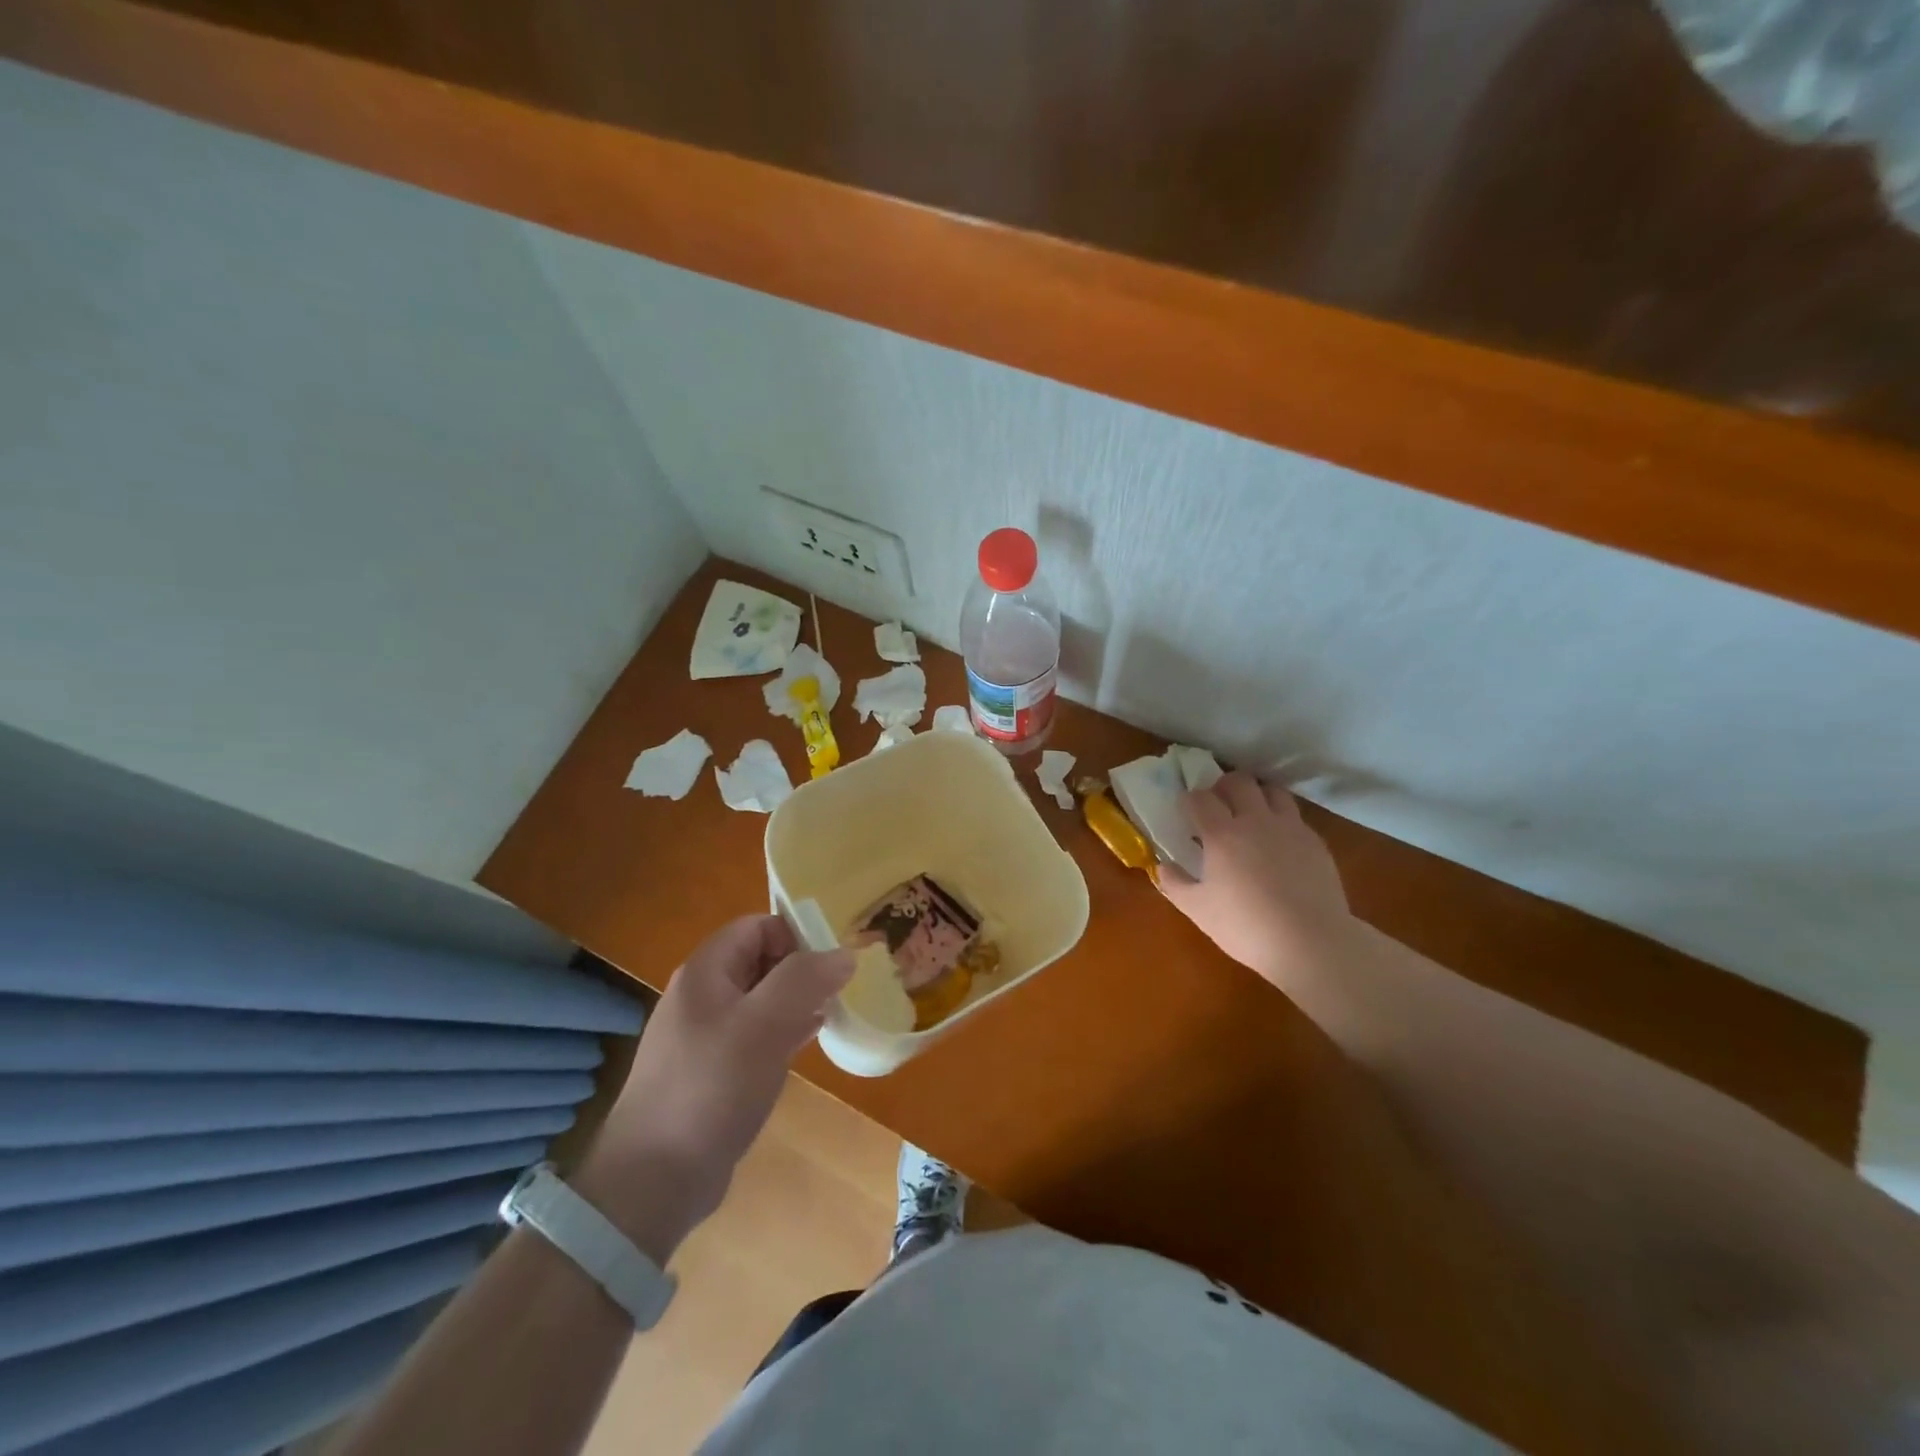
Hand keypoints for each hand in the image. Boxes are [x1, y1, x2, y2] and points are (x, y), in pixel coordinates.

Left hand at [574, 916, 852, 1261]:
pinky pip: (755, 1035)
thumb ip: (805, 980)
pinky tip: (808, 1044)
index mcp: (706, 972)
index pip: (757, 927)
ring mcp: (704, 1035)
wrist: (654, 1179)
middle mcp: (702, 996)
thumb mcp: (764, 1025)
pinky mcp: (712, 1072)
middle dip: (802, 969)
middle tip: (839, 990)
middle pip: (760, 960)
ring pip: (761, 999)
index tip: (833, 962)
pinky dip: (783, 1031)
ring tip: (833, 1013)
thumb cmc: (711, 1087)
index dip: (796, 935)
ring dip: (796, 1001)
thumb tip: (844, 953)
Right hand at [1158, 772, 1356, 987]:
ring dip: (1257, 795)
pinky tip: (1278, 843)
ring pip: (1272, 791)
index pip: (1200, 798)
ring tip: (1251, 814)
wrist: (1311, 943)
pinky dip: (1281, 820)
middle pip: (1239, 781)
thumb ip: (1175, 883)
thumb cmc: (1245, 927)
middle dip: (1223, 786)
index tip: (1186, 811)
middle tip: (1218, 804)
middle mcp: (1256, 821)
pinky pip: (1295, 817)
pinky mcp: (1315, 842)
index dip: (1190, 799)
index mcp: (1222, 834)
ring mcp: (1290, 828)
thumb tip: (1163, 866)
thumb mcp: (1197, 910)